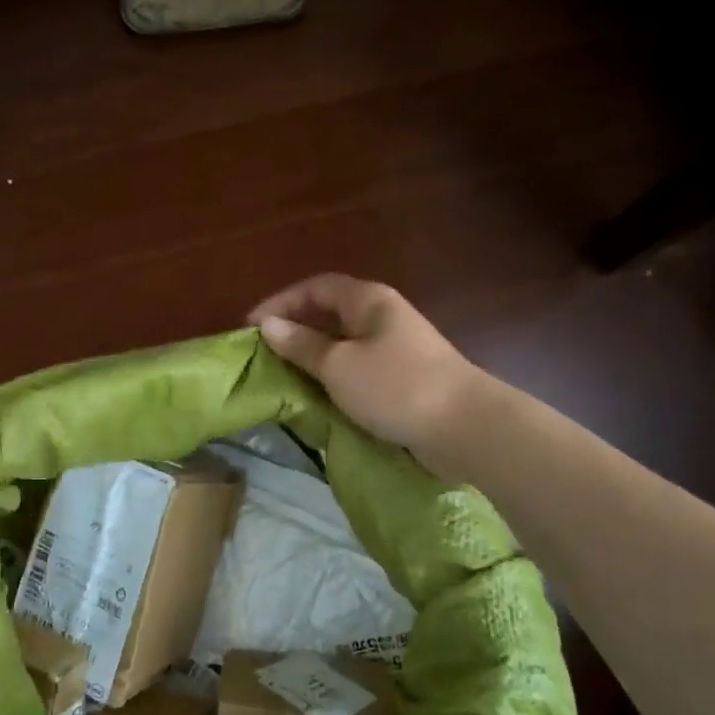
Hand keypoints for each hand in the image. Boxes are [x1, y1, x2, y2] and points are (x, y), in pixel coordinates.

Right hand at [249, 275, 481, 456]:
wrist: (464, 427)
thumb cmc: (395, 386)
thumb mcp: (338, 365)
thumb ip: (301, 345)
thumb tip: (268, 326)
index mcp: (368, 301)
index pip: (316, 287)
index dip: (281, 302)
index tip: (251, 327)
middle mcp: (383, 318)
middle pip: (330, 315)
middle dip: (294, 331)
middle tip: (263, 356)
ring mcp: (396, 349)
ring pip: (343, 345)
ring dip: (312, 359)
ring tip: (283, 379)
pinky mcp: (403, 380)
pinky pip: (357, 371)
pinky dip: (333, 379)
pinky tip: (318, 398)